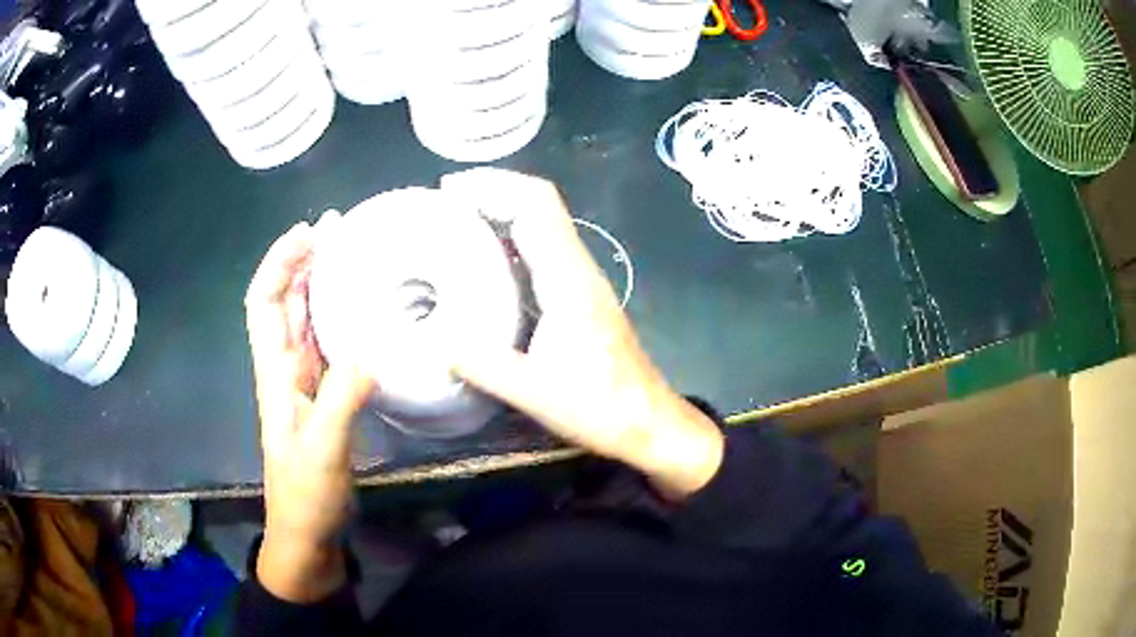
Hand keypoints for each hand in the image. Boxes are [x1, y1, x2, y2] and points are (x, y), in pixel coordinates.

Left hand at [245, 221, 372, 601]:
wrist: (308, 534)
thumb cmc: (306, 496)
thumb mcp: (322, 451)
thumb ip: (341, 400)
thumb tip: (370, 350)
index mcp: (275, 375)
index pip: (265, 305)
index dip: (278, 264)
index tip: (306, 233)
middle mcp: (284, 371)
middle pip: (283, 304)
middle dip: (300, 261)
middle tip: (334, 230)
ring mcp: (304, 386)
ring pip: (304, 322)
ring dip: (317, 285)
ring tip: (347, 256)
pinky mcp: (323, 400)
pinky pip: (326, 348)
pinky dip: (337, 320)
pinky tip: (361, 313)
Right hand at [441, 169, 723, 498]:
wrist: (648, 422)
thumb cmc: (599, 408)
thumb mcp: (534, 393)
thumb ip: (483, 364)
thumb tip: (435, 339)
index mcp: (568, 280)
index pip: (536, 207)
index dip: (496, 185)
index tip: (452, 188)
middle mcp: (579, 270)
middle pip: (540, 207)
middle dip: (494, 192)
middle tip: (446, 203)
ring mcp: (584, 282)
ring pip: (544, 226)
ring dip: (505, 212)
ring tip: (458, 223)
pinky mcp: (583, 297)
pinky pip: (546, 251)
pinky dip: (514, 240)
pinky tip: (487, 262)